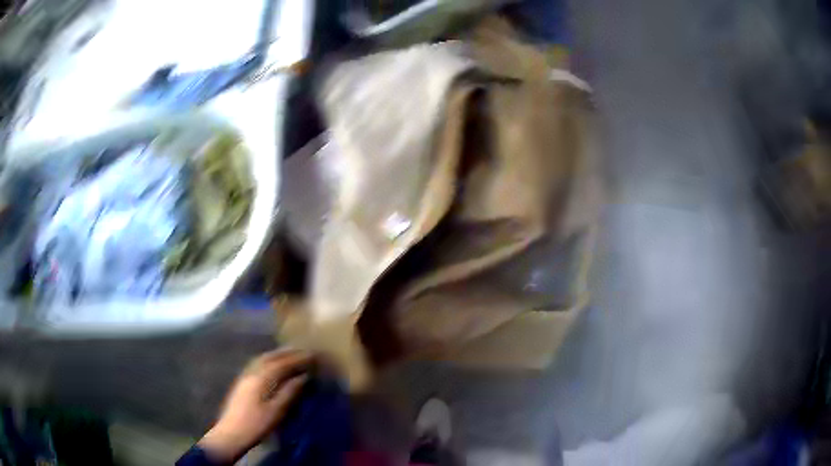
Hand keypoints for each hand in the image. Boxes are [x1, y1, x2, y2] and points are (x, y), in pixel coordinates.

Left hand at [198, 349, 311, 462]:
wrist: (232, 433)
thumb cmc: (257, 424)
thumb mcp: (277, 411)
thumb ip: (290, 392)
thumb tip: (303, 377)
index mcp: (261, 378)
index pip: (282, 363)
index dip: (298, 358)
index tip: (312, 355)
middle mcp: (251, 372)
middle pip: (271, 357)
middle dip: (287, 353)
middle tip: (303, 351)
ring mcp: (244, 376)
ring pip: (262, 359)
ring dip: (277, 355)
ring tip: (290, 355)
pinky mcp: (241, 382)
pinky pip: (257, 364)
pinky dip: (268, 360)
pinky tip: (272, 366)